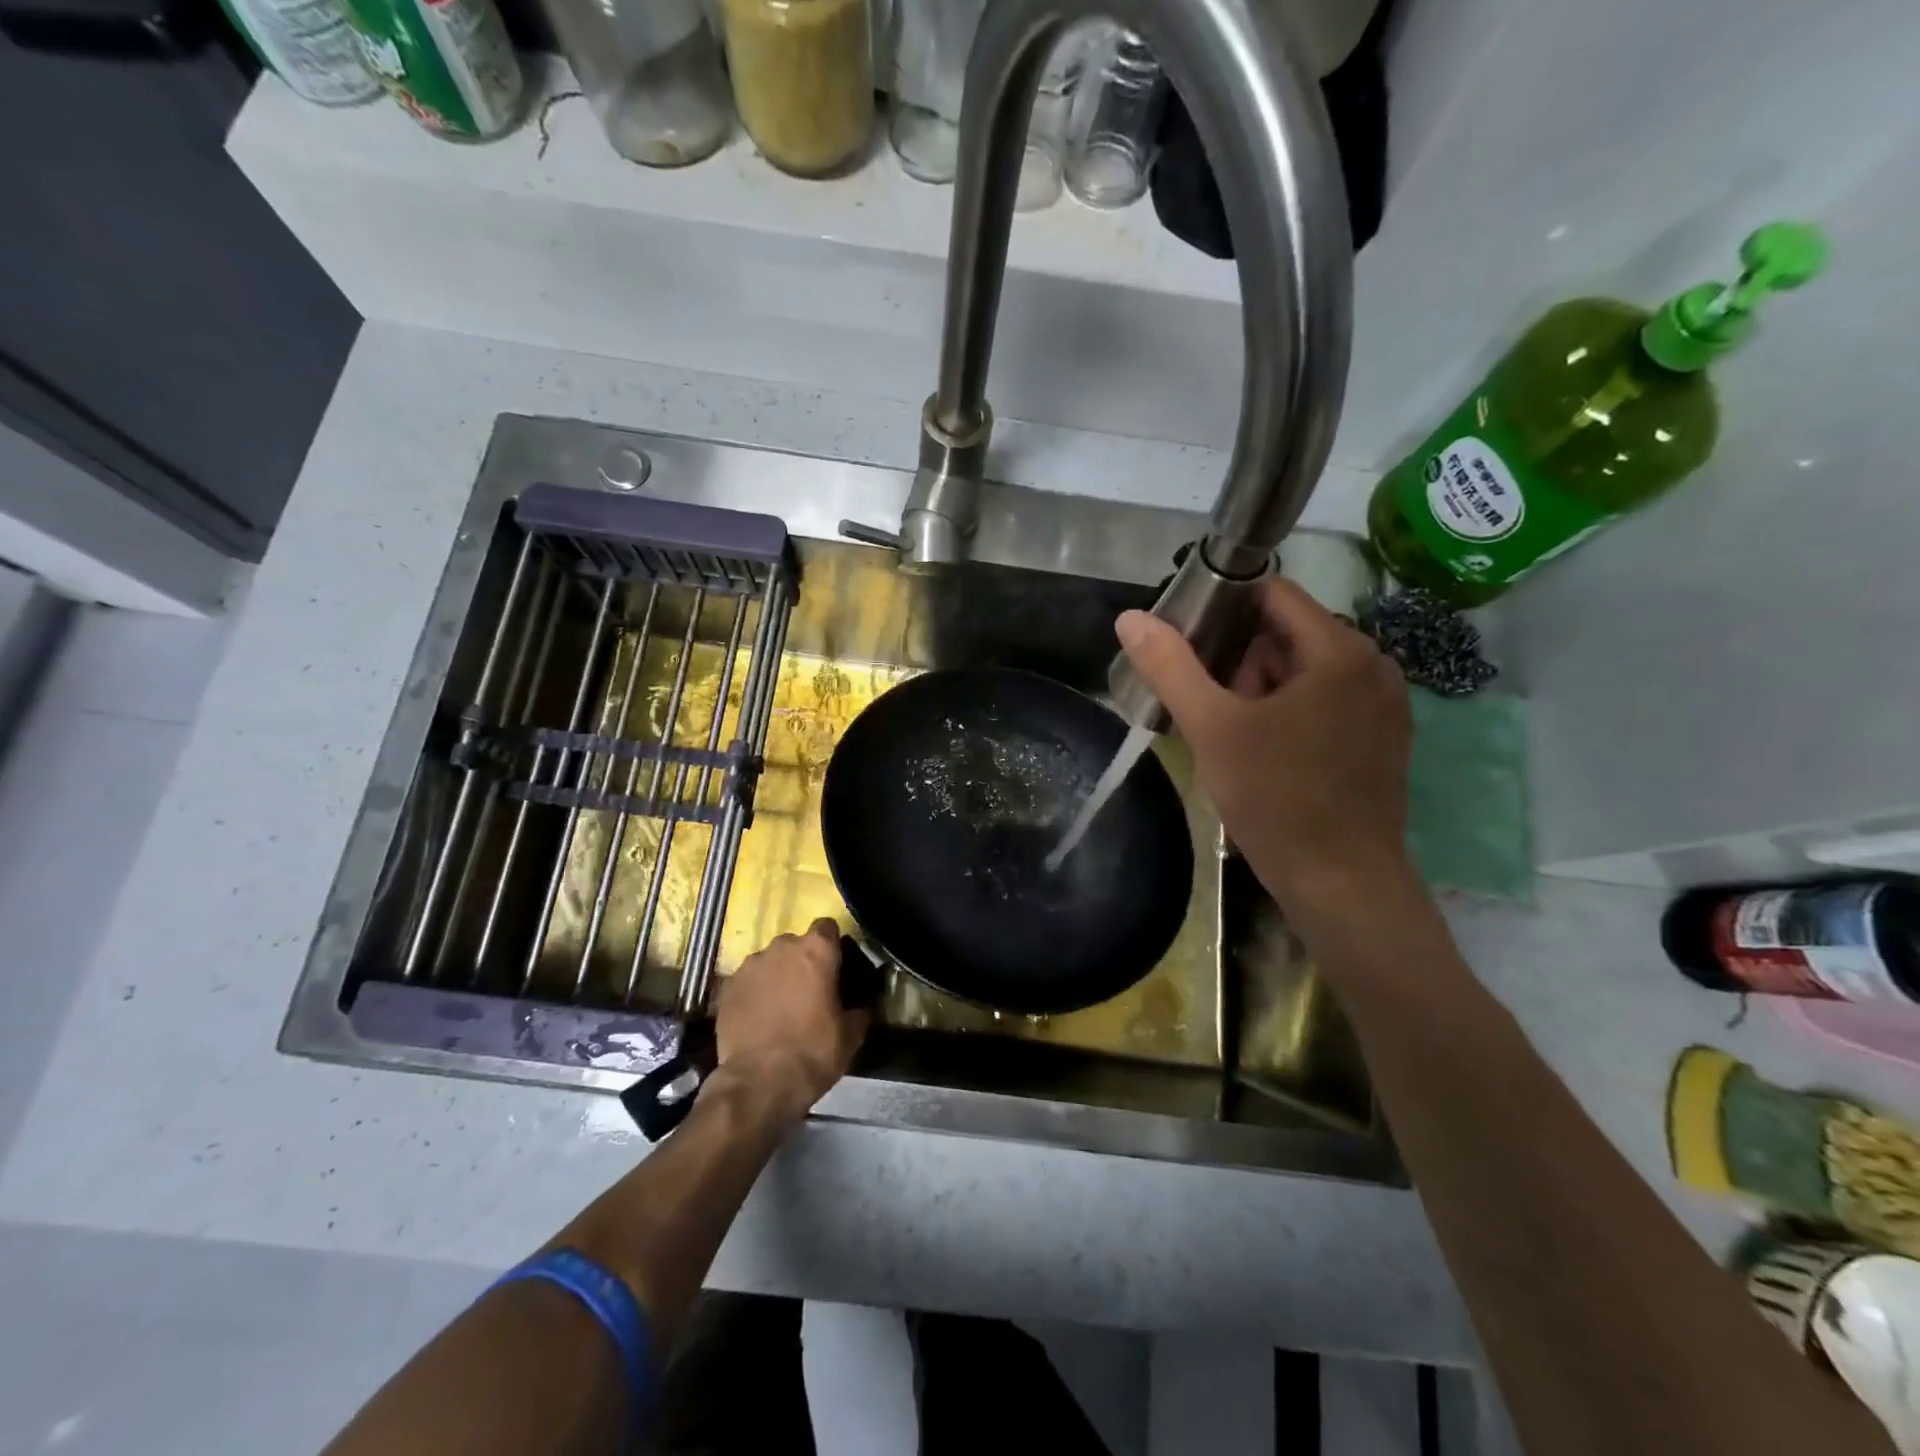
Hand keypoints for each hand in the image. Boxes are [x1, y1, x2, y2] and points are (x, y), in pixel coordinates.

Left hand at [715, 918, 867, 1123]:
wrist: (759, 1082)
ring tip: (779, 1008)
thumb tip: (861, 1008)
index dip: (832, 945)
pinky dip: (753, 994)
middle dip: (802, 962)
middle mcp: (781, 948)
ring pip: (768, 962)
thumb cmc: (813, 1052)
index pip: (827, 927)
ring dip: (776, 976)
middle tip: (809, 991)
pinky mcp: (726, 987)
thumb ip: (858, 1011)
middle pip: (795, 944)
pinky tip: (757, 1019)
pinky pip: (746, 982)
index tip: (835, 966)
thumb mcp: (851, 1036)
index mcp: (817, 950)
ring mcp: (750, 965)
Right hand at [1115, 579, 1415, 920]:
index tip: (1185, 637)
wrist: (1342, 883)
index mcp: (1339, 650)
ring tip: (1229, 731)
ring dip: (1262, 687)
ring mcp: (1384, 703)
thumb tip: (1130, 618)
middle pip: (1289, 633)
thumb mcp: (1212, 729)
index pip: (1274, 594)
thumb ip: (1171, 667)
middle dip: (1240, 658)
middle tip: (1206, 702)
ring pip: (1306, 669)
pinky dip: (1290, 710)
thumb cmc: (1276, 798)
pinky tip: (1263, 749)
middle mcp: (1373, 665)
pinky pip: (1326, 700)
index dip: (1223, 606)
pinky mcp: (1383, 737)